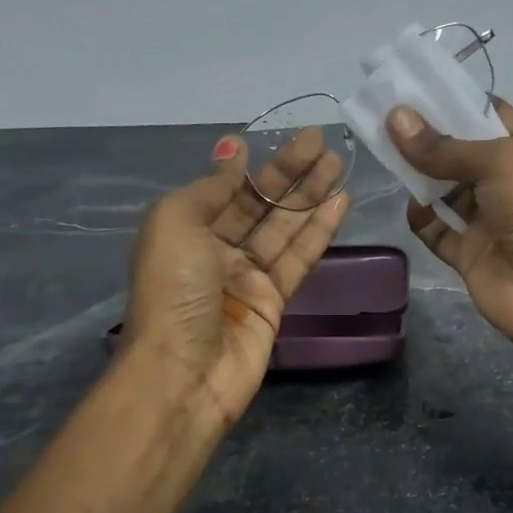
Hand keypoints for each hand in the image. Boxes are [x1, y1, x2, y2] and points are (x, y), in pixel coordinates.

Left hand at [123, 130, 348, 427]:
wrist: (184, 373)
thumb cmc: (173, 291)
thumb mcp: (176, 223)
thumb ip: (211, 187)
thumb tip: (232, 151)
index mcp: (185, 230)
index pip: (225, 188)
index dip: (252, 164)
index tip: (279, 139)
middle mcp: (215, 250)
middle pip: (259, 204)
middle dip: (289, 172)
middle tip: (322, 142)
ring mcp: (246, 278)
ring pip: (284, 227)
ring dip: (310, 195)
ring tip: (338, 163)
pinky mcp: (274, 302)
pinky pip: (298, 258)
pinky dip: (318, 231)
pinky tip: (340, 202)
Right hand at [387, 100, 512, 377]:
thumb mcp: (499, 163)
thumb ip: (444, 145)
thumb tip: (395, 117)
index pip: (489, 115)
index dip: (453, 100)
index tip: (412, 87)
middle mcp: (509, 182)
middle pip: (461, 152)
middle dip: (428, 136)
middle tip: (386, 116)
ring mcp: (489, 220)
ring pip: (446, 190)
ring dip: (420, 175)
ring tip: (385, 152)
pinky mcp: (470, 253)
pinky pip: (438, 231)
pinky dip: (423, 219)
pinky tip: (411, 205)